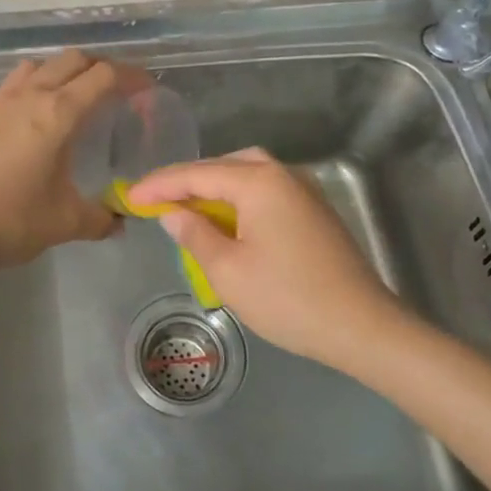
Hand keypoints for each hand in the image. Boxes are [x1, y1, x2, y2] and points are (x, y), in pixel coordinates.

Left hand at [0, 50, 123, 267]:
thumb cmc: (9, 219)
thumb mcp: (65, 223)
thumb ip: (100, 218)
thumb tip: (119, 221)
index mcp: (58, 113)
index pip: (103, 76)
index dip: (130, 76)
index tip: (146, 88)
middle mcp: (30, 96)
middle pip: (72, 60)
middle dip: (100, 68)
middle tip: (116, 91)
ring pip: (38, 65)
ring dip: (62, 71)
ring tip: (74, 98)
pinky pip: (14, 85)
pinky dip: (34, 87)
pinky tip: (34, 120)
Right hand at [126, 149, 404, 370]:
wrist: (360, 325)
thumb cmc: (287, 298)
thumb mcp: (228, 270)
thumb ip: (195, 234)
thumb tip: (172, 212)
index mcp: (259, 181)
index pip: (196, 174)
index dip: (159, 185)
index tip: (129, 197)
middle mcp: (283, 174)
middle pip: (224, 165)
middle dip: (187, 181)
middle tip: (155, 199)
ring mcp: (303, 190)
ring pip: (248, 174)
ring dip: (214, 187)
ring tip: (185, 207)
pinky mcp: (314, 210)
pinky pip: (266, 190)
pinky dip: (239, 198)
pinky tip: (227, 219)